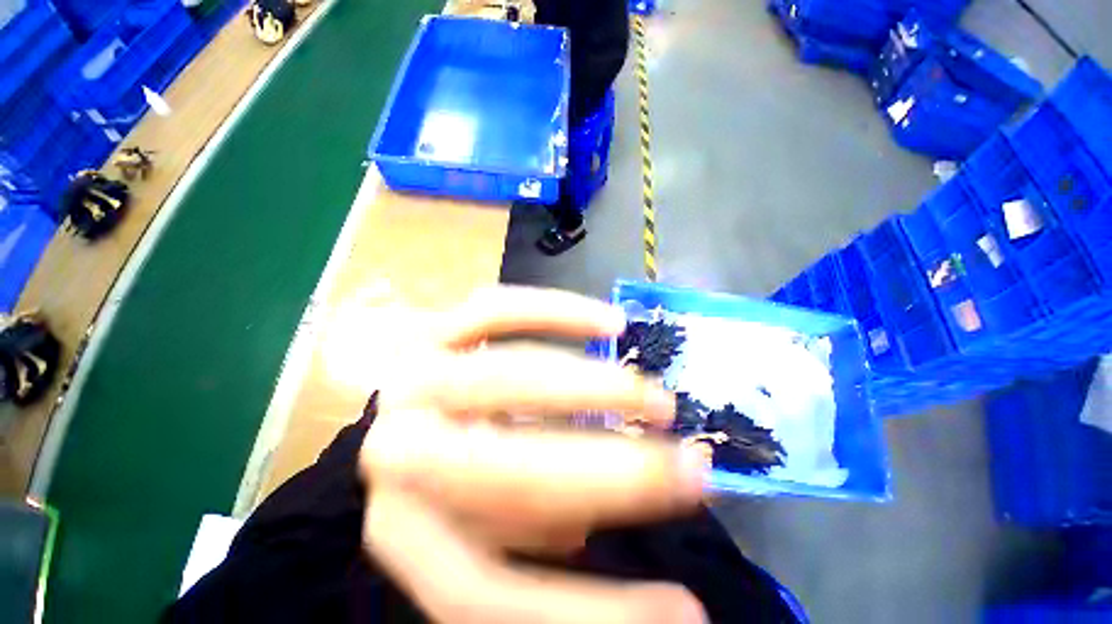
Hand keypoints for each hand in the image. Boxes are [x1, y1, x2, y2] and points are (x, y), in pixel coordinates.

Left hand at [360, 287, 708, 623]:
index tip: (688, 609)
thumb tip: (628, 555)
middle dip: (613, 474)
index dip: (589, 614)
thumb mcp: (485, 525)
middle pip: (505, 471)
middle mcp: (400, 451)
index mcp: (404, 526)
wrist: (389, 397)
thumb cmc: (440, 469)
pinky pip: (499, 309)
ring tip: (661, 401)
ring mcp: (418, 374)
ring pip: (511, 375)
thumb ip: (540, 535)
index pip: (483, 594)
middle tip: (695, 470)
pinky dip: (560, 311)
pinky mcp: (438, 324)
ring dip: (598, 388)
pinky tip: (612, 324)